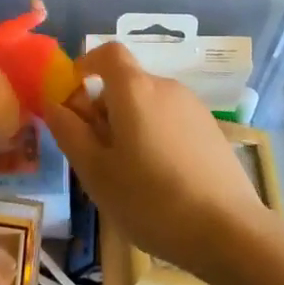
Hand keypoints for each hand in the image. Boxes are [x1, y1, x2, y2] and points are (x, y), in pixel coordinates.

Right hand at [43, 42, 274, 281]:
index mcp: (135, 90)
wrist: (228, 231)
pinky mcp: (211, 131)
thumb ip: (70, 133)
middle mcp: (167, 88)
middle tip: (94, 156)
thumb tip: (55, 104)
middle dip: (103, 110)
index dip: (87, 65)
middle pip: (126, 84)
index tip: (73, 96)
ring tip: (126, 175)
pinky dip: (155, 137)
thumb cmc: (151, 200)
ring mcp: (194, 108)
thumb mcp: (96, 172)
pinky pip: (170, 122)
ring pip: (148, 105)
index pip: (109, 53)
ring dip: (129, 126)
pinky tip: (159, 181)